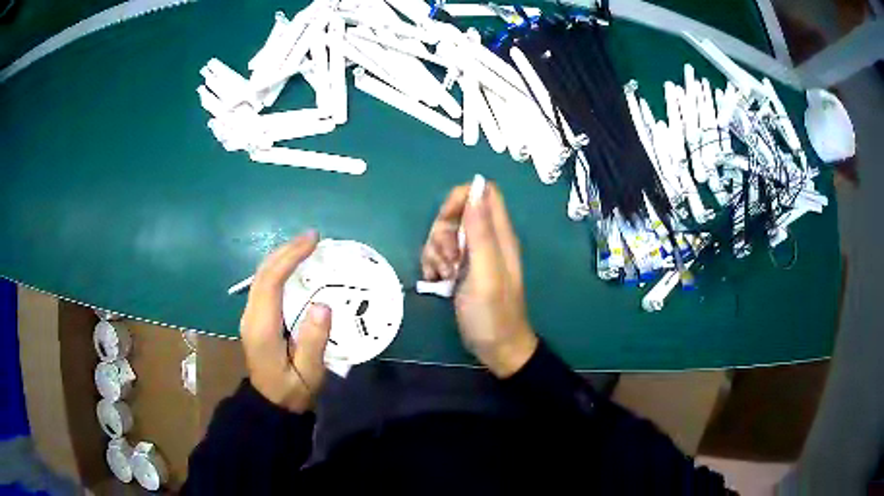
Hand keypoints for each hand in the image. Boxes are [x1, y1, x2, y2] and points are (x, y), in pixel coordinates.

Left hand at [240, 231, 331, 412]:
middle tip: (313, 237)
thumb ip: (313, 341)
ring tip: (306, 246)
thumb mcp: (309, 373)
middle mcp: (251, 316)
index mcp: (262, 327)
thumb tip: (322, 304)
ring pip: (261, 275)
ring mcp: (250, 315)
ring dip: (282, 256)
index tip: (312, 241)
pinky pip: (264, 284)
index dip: (290, 257)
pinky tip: (295, 266)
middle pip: (263, 272)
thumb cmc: (291, 390)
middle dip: (286, 250)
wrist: (269, 404)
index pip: (271, 281)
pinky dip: (279, 268)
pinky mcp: (255, 317)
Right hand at [421, 182, 537, 377]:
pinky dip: (433, 264)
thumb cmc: (493, 313)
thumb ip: (480, 231)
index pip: (483, 192)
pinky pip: (439, 253)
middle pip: (457, 212)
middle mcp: (486, 239)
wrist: (496, 348)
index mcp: (499, 234)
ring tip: (443, 276)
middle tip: (448, 259)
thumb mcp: (486, 272)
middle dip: (442, 231)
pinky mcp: (461, 269)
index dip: (461, 199)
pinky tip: (436, 281)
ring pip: (445, 233)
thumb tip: (475, 187)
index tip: (448, 222)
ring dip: (435, 251)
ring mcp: (472, 255)